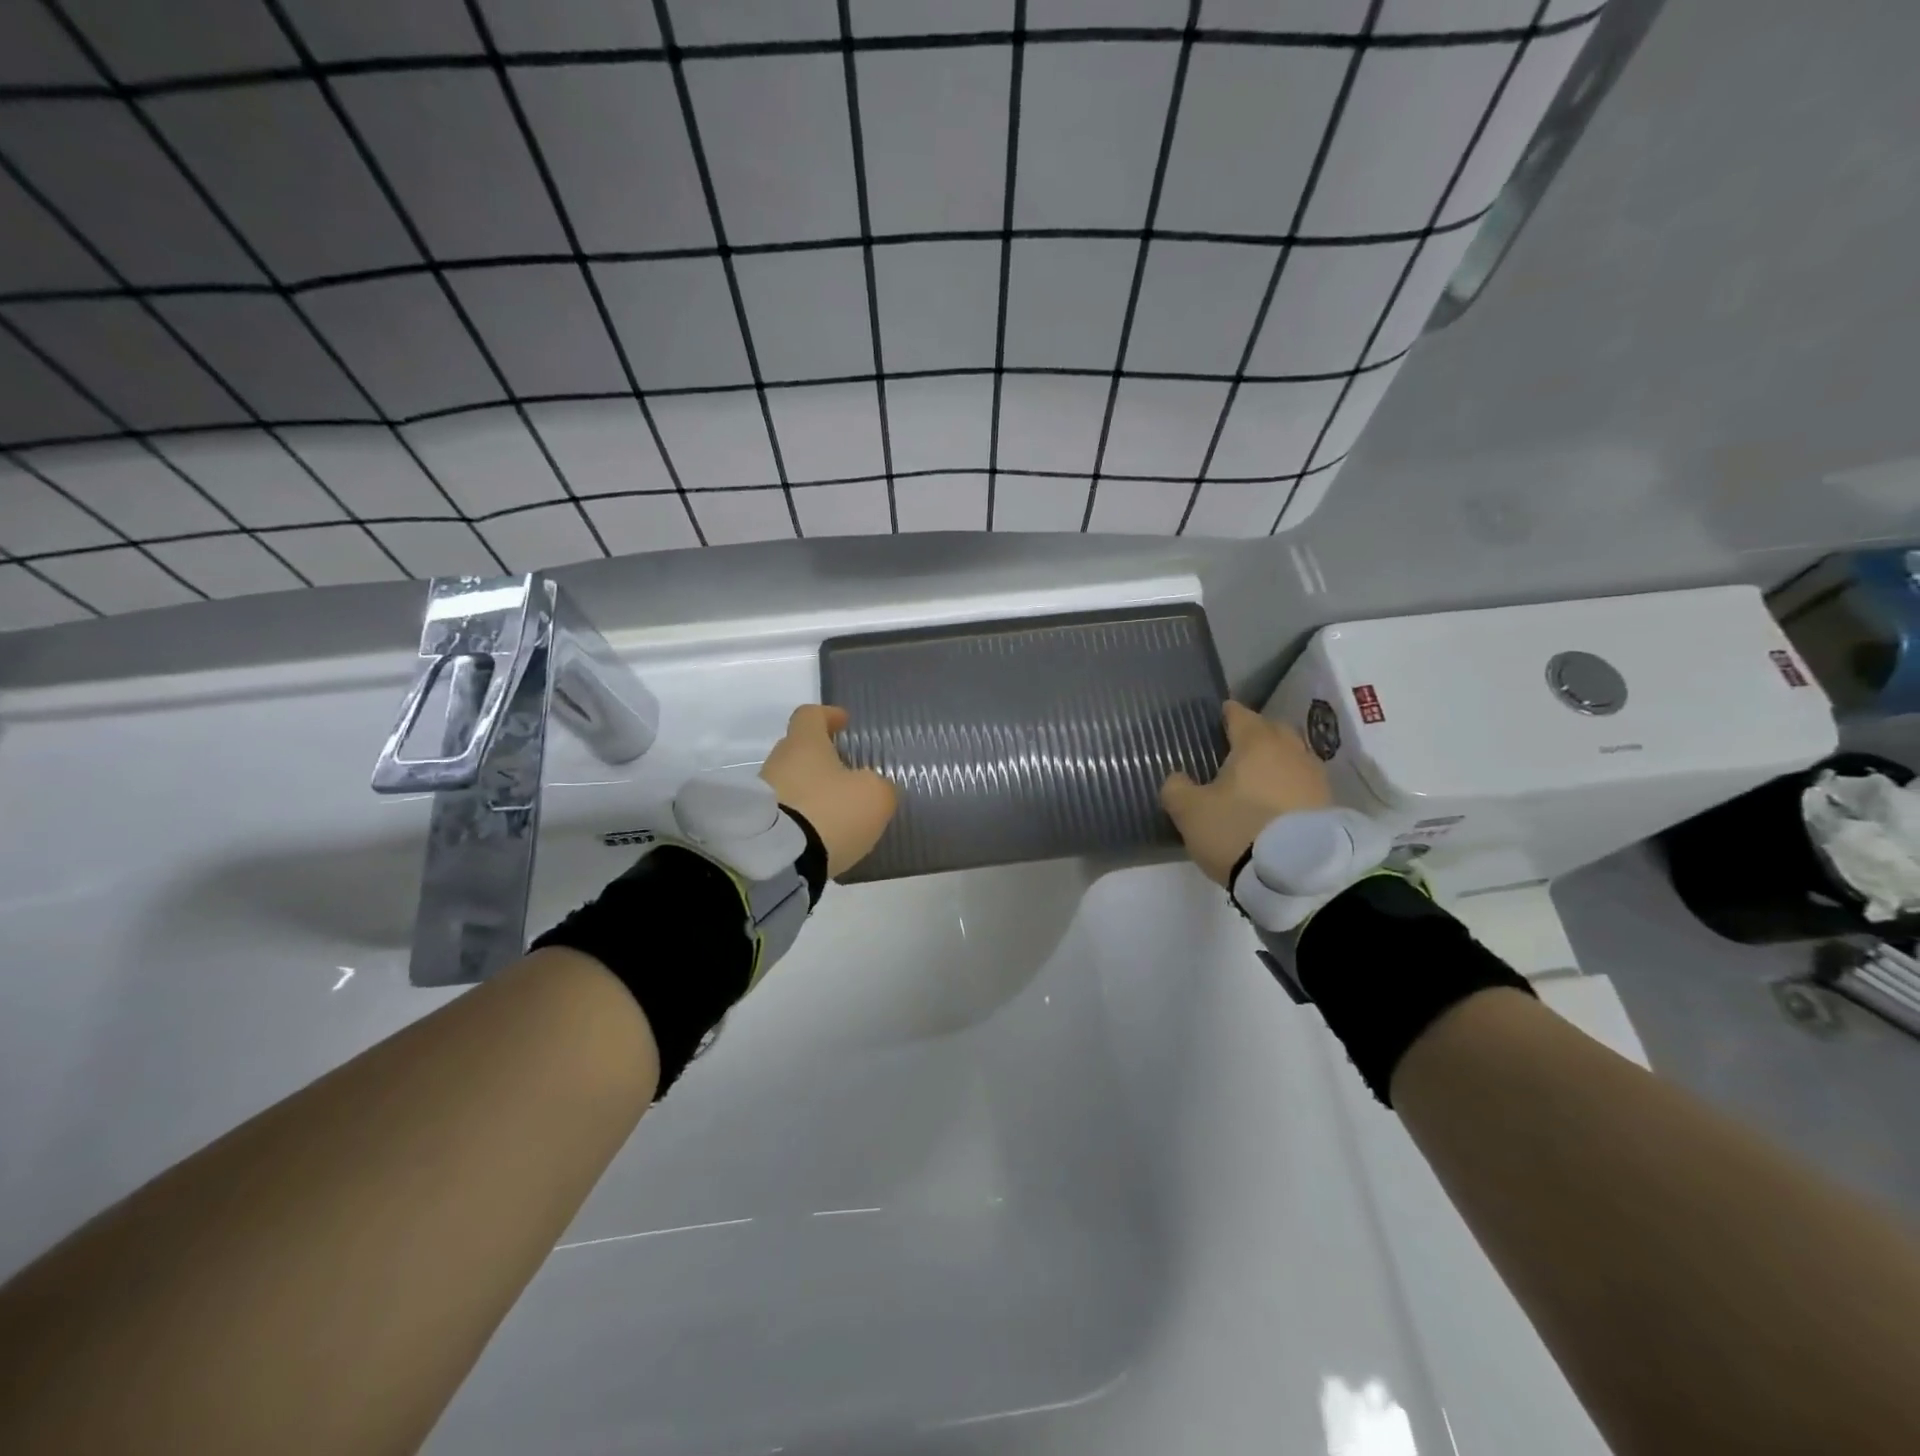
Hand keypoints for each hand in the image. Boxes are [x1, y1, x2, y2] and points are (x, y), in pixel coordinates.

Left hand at [759, 705, 897, 878]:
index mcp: (805, 744)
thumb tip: (874, 787)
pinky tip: (820, 835)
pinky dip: (802, 819)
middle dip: (821, 759)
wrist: (778, 860)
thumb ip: (880, 786)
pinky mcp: (758, 827)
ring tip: (837, 813)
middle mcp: (778, 762)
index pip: (810, 715)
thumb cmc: (829, 812)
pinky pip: (785, 813)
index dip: (828, 716)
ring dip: (812, 793)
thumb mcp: (874, 796)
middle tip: (846, 774)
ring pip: (791, 783)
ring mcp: (763, 795)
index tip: (843, 723)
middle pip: (799, 750)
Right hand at [1161, 701, 1333, 885]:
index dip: (1227, 713)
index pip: (1240, 715)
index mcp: (1256, 743)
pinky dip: (1290, 784)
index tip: (1219, 715)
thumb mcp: (1190, 812)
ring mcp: (1315, 778)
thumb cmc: (1237, 831)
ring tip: (1258, 774)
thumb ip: (1176, 789)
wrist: (1297, 876)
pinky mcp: (1329, 805)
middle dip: (1256, 732)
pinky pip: (1304, 783)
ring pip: (1292, 756)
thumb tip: (1177, 778)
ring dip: (1276, 760)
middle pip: (1273, 730)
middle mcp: (1290, 751)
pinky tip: (1278, 800)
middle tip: (1237, 745)